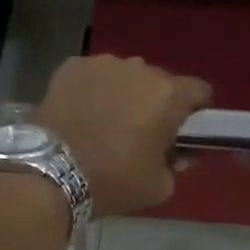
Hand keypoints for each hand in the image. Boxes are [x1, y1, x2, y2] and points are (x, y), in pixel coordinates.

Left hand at [38, 56, 211, 218]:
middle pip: (160, 81)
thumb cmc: (113, 179)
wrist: (50, 172)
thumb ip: (176, 165)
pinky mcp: (71, 66)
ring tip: (106, 122)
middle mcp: (140, 69)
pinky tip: (81, 113)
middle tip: (142, 132)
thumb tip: (175, 154)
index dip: (196, 111)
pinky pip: (93, 76)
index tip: (184, 131)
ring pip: (125, 75)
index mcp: (168, 94)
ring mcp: (103, 64)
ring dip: (124, 93)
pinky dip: (92, 90)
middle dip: (156, 103)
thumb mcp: (159, 186)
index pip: (199, 91)